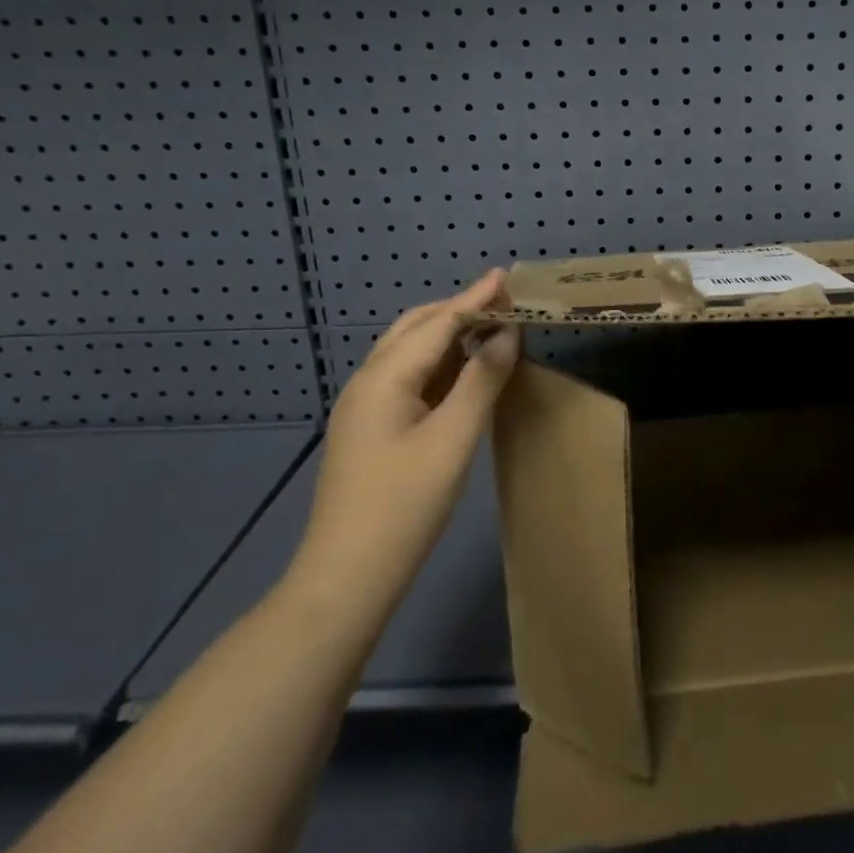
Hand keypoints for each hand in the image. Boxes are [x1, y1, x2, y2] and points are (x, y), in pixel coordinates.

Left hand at [286, 271, 519, 616]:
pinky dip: (438, 363)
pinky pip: (407, 377)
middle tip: (502, 302)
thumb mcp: (453, 439)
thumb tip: (507, 334)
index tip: (505, 276)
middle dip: (458, 309)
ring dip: (447, 334)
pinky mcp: (369, 429)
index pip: (437, 322)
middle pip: (416, 328)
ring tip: (488, 327)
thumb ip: (481, 380)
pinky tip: (461, 371)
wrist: (346, 577)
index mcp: (385, 377)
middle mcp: (368, 381)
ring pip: (409, 352)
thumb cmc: (404, 505)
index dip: (474, 298)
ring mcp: (364, 406)